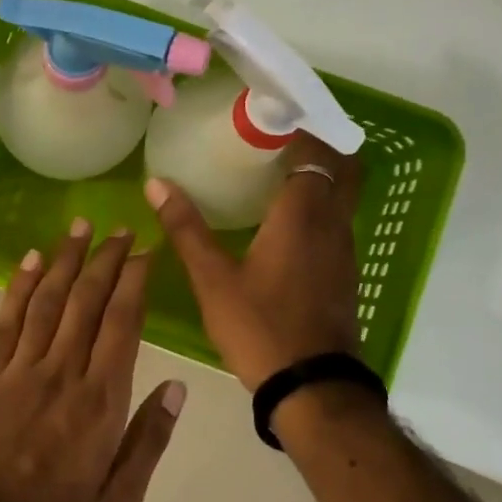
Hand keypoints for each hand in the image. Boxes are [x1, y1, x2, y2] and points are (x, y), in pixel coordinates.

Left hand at [0, 221, 184, 501]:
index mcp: (100, 403)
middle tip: (117, 229)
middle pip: (86, 302)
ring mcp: (20, 372)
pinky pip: (5, 323)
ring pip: (46, 302)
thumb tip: (177, 387)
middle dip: (104, 260)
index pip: (121, 324)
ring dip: (64, 261)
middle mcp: (62, 374)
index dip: (133, 282)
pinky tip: (30, 262)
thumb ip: (149, 440)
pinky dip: (18, 288)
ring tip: (78, 227)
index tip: (143, 251)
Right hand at [144, 132, 363, 389]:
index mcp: (302, 215)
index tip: (271, 114)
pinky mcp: (345, 272)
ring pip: (344, 195)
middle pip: (343, 167)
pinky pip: (338, 221)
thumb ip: (186, 228)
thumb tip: (155, 183)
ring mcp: (344, 250)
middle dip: (319, 144)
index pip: (314, 151)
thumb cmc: (259, 326)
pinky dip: (322, 205)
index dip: (299, 127)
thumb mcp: (213, 279)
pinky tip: (288, 220)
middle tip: (279, 137)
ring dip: (322, 175)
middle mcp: (332, 223)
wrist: (311, 387)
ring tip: (278, 169)